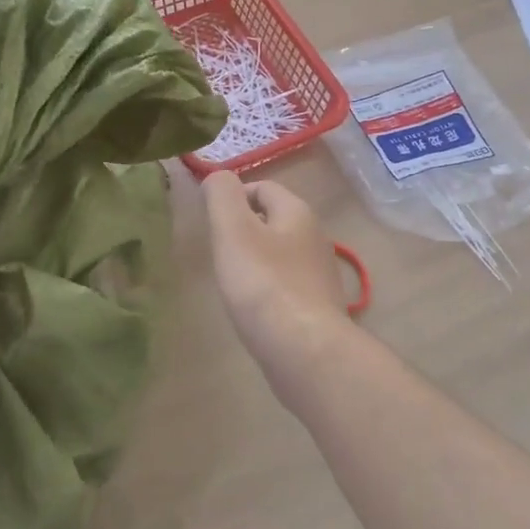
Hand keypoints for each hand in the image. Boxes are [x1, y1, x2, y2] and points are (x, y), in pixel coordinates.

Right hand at [202, 171, 350, 360]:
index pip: (263, 187)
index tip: (209, 221)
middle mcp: (315, 238)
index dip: (233, 196)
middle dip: (243, 229)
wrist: (306, 351)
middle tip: (217, 251)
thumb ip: (222, 197)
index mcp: (298, 213)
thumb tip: (218, 177)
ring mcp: (319, 275)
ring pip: (280, 254)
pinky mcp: (317, 308)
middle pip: (274, 220)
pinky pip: (286, 286)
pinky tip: (253, 308)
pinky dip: (267, 289)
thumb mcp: (233, 231)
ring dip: (255, 260)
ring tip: (231, 280)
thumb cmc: (265, 285)